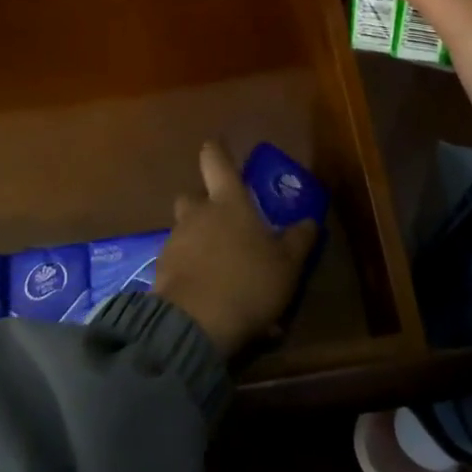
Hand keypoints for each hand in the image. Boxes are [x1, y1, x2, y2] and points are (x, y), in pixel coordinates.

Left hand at [155, 143, 318, 356]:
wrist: (194, 324)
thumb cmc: (247, 282)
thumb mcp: (287, 265)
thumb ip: (299, 241)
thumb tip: (310, 221)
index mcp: (227, 202)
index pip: (215, 160)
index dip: (216, 151)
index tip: (219, 147)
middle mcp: (196, 213)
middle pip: (193, 195)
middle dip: (204, 204)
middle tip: (226, 222)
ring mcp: (175, 241)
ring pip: (185, 231)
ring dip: (199, 242)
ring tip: (223, 271)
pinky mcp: (161, 271)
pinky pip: (179, 263)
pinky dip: (191, 272)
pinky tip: (210, 297)